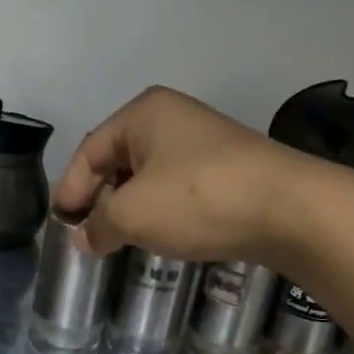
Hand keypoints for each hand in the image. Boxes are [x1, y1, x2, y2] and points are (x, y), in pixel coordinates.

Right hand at [53, 87, 309, 263]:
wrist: (292, 209)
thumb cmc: (198, 198)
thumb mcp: (133, 214)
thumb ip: (98, 225)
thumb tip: (83, 238)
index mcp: (143, 113)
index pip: (90, 151)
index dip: (71, 189)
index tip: (62, 225)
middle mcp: (172, 118)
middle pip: (119, 160)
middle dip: (100, 199)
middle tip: (89, 235)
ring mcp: (205, 141)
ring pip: (149, 176)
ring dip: (131, 207)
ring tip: (119, 240)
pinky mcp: (229, 168)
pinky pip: (178, 187)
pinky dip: (162, 210)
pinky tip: (161, 234)